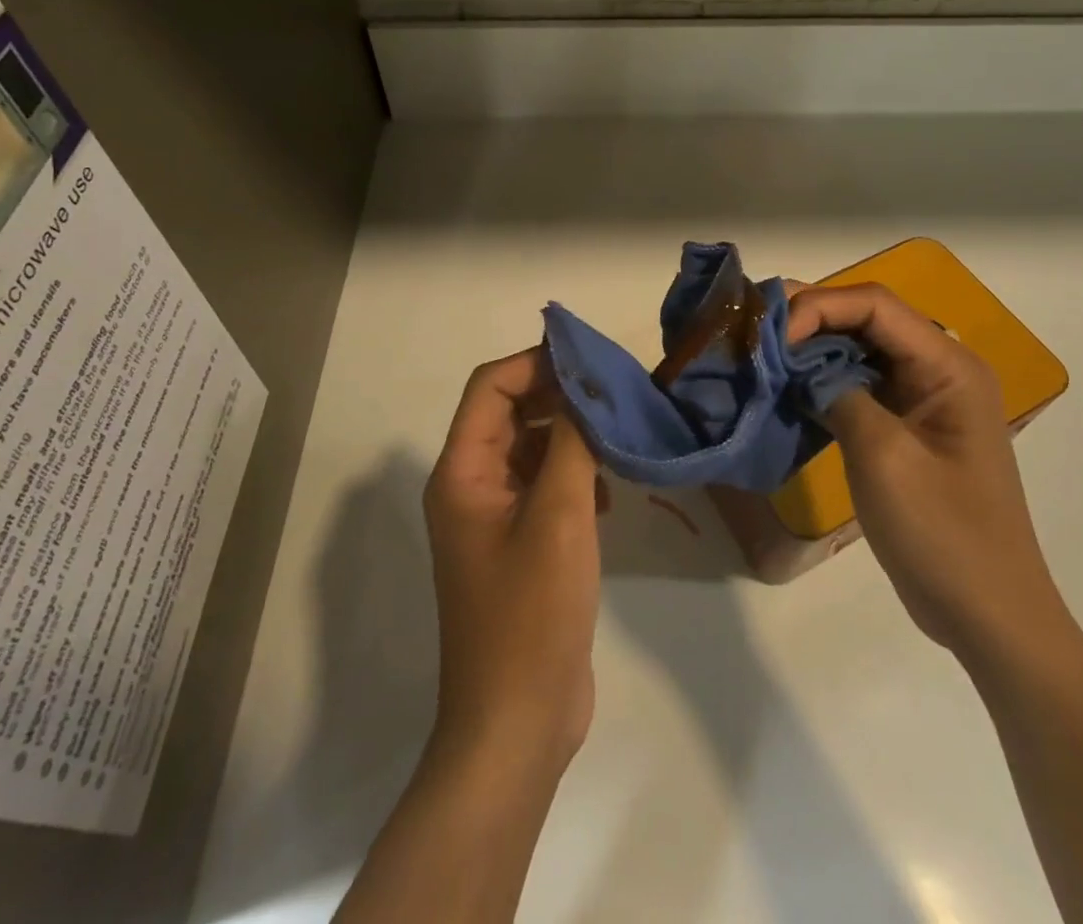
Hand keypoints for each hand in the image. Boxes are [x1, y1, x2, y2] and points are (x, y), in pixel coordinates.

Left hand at [424, 348, 602, 775]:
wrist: (518, 723)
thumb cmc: (531, 613)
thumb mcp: (558, 516)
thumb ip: (571, 442)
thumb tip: (583, 386)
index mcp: (462, 473)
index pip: (490, 387)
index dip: (535, 363)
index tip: (589, 359)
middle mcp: (471, 487)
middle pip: (511, 413)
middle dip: (559, 396)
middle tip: (614, 391)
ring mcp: (496, 518)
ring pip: (532, 448)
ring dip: (572, 436)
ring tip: (619, 435)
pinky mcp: (522, 545)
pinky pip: (545, 486)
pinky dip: (576, 475)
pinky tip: (611, 492)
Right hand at [786, 283, 1074, 667]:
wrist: (987, 615)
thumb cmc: (943, 534)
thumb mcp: (884, 457)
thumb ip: (838, 393)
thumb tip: (797, 364)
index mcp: (948, 366)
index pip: (875, 305)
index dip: (819, 307)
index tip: (772, 336)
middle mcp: (938, 369)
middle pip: (867, 320)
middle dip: (811, 321)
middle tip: (756, 335)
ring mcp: (922, 399)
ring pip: (859, 351)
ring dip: (812, 351)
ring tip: (762, 356)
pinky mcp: (905, 426)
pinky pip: (859, 386)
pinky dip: (822, 382)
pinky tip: (787, 390)